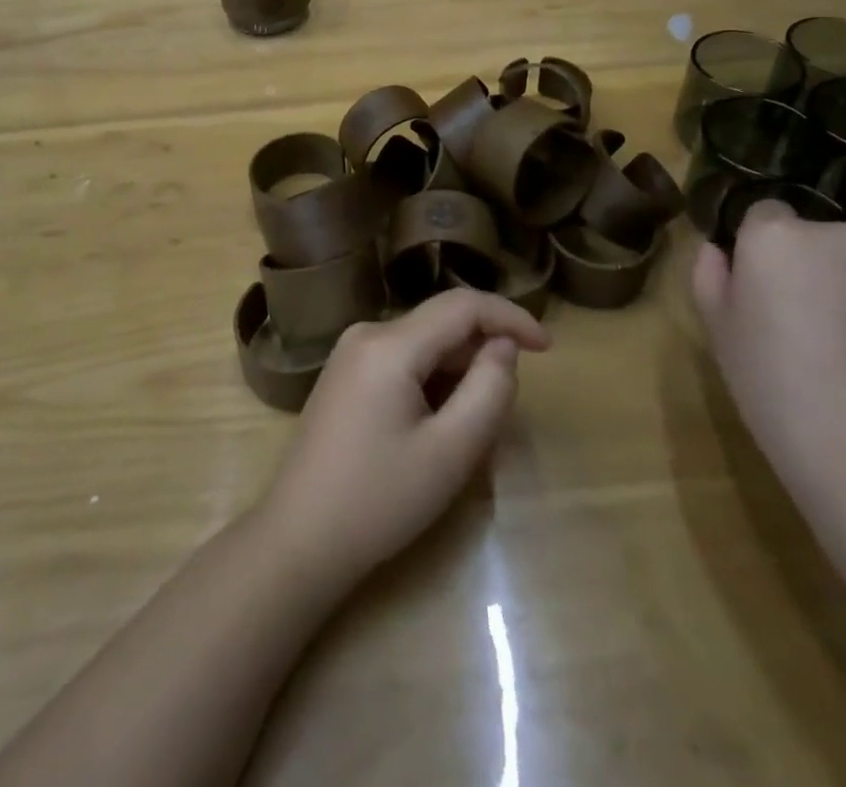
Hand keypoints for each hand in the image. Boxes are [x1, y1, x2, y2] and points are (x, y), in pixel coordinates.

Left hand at [255, 289, 549, 587]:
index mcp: (390, 344)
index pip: (463, 305)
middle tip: (504, 412)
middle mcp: (367, 333)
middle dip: (482, 355)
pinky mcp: (344, 375)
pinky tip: (435, 427)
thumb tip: (503, 346)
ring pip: (423, 344)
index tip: (548, 348)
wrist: (297, 540)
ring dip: (457, 373)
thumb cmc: (379, 501)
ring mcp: (349, 353)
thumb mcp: (450, 452)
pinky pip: (402, 360)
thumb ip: (488, 389)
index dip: (510, 317)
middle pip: (442, 324)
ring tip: (469, 430)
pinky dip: (431, 381)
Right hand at [692, 200, 845, 505]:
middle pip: (818, 240)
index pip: (764, 214)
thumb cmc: (775, 389)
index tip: (761, 290)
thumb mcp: (719, 334)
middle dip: (812, 270)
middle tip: (806, 327)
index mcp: (775, 237)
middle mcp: (839, 235)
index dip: (760, 250)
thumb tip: (717, 251)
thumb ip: (710, 278)